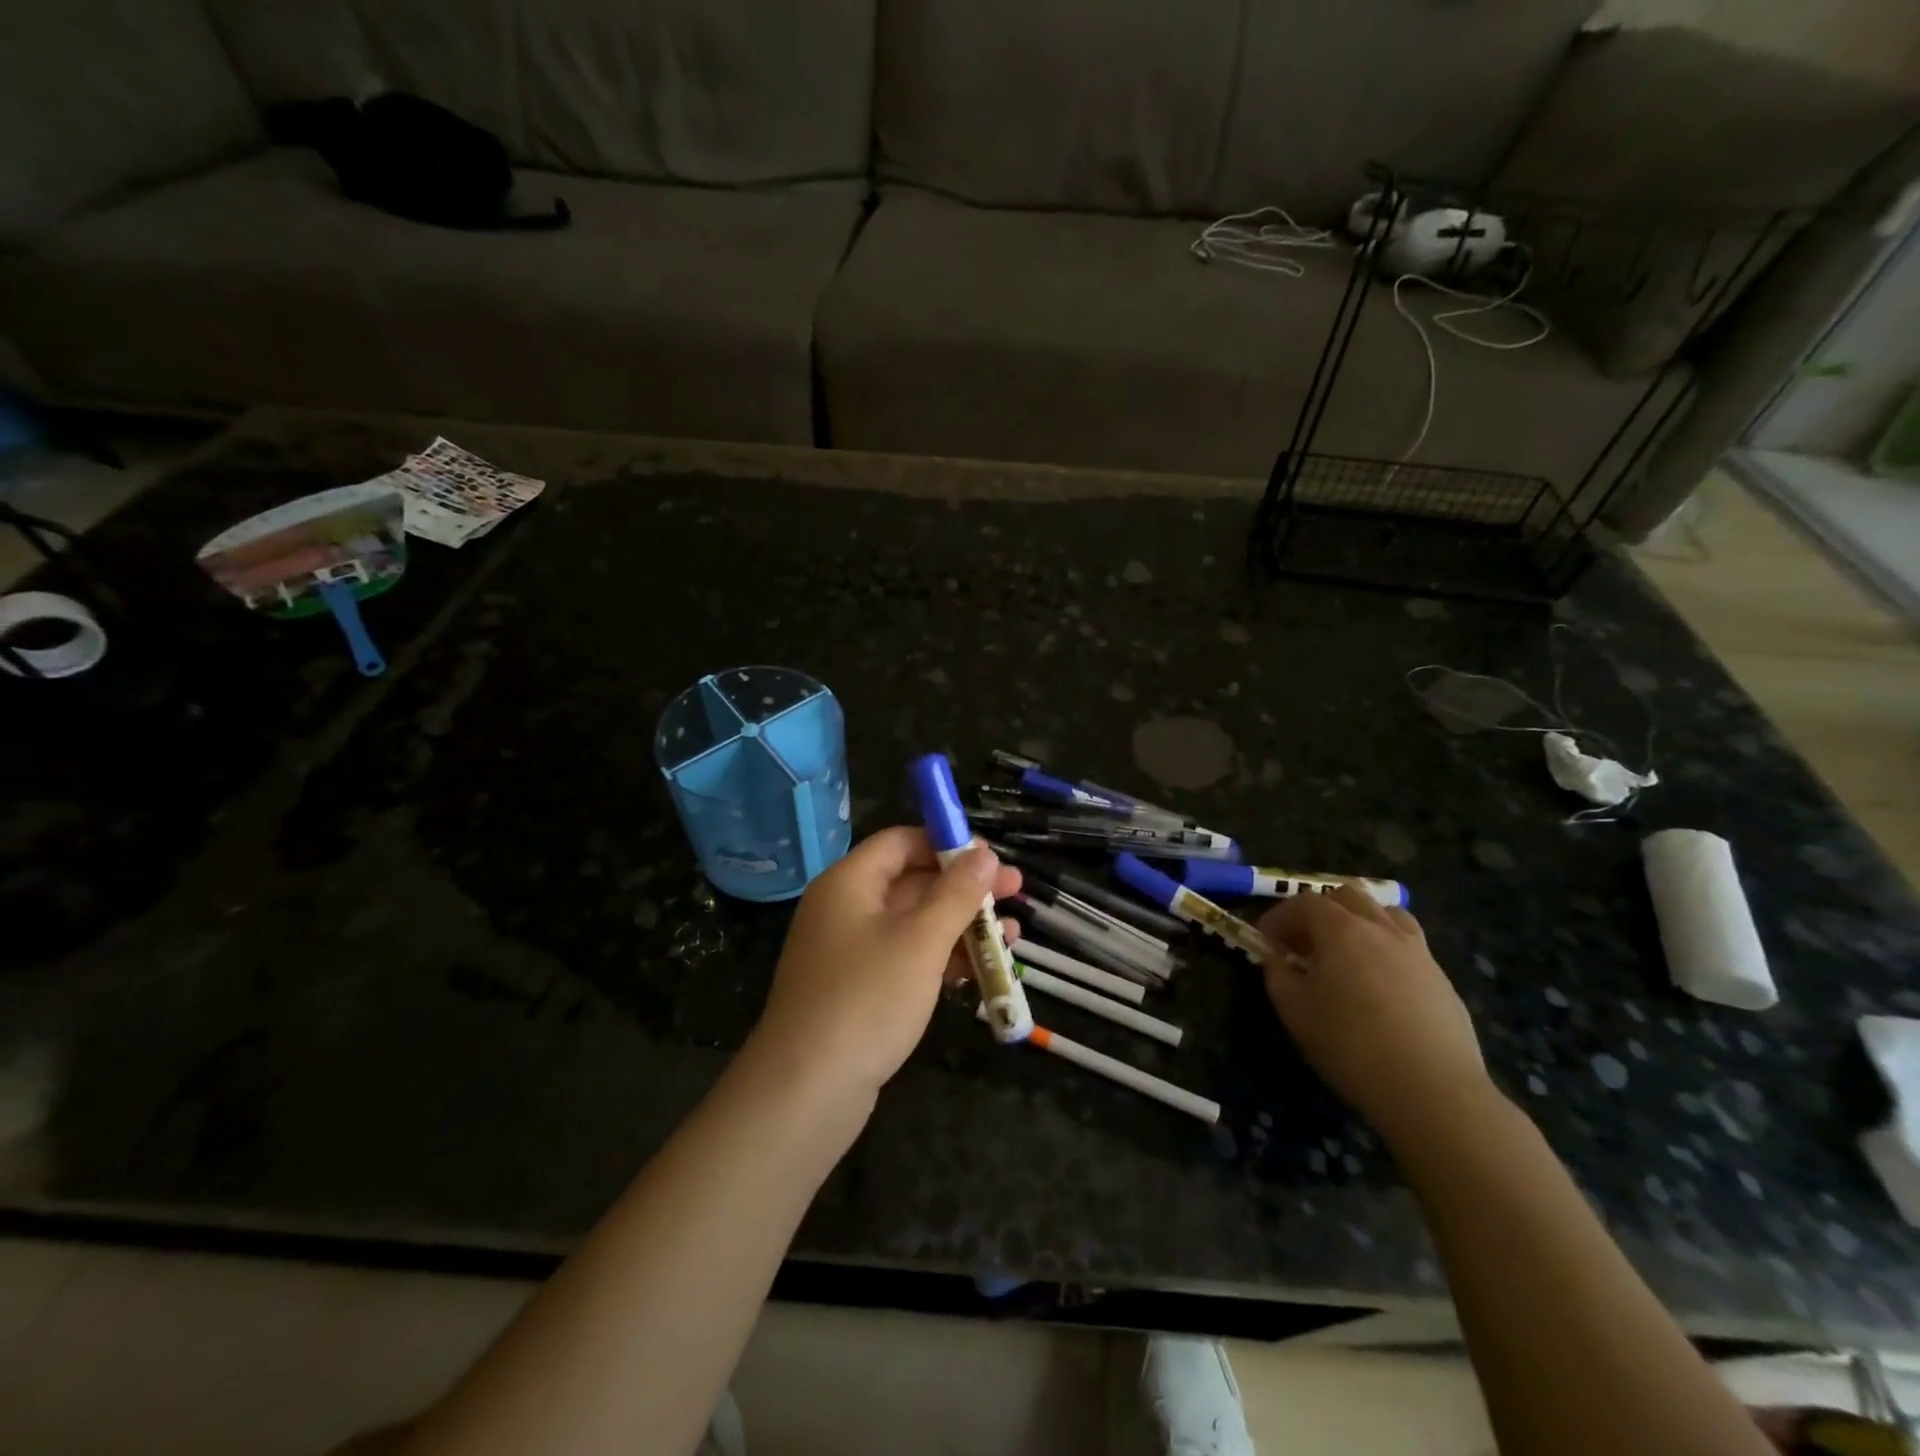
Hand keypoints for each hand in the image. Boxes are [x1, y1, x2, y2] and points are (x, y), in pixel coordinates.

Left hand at [750, 827, 1021, 1103]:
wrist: (806, 1093)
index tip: (991, 857)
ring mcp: (850, 952)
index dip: (947, 843)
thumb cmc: (866, 1000)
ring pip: (914, 923)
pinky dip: (941, 958)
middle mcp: (845, 909)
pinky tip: (982, 969)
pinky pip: (906, 958)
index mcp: (849, 883)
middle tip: (1015, 891)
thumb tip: (984, 853)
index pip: (901, 842)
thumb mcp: (921, 941)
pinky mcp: (858, 990)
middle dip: (965, 887)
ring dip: (961, 925)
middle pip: (912, 881)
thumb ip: (956, 894)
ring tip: (1012, 935)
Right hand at [1258, 886, 1491, 1144]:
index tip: (1265, 940)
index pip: (1303, 903)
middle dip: (1320, 911)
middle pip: (1348, 897)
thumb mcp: (1294, 1011)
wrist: (1433, 1090)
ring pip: (1386, 914)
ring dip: (1360, 923)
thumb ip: (1278, 976)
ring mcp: (1418, 952)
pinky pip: (1409, 947)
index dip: (1279, 916)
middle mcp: (1381, 928)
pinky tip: (1380, 987)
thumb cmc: (1351, 1045)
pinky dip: (1386, 951)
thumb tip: (1278, 960)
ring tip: (1347, 954)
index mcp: (1341, 930)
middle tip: (1304, 943)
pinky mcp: (1442, 979)